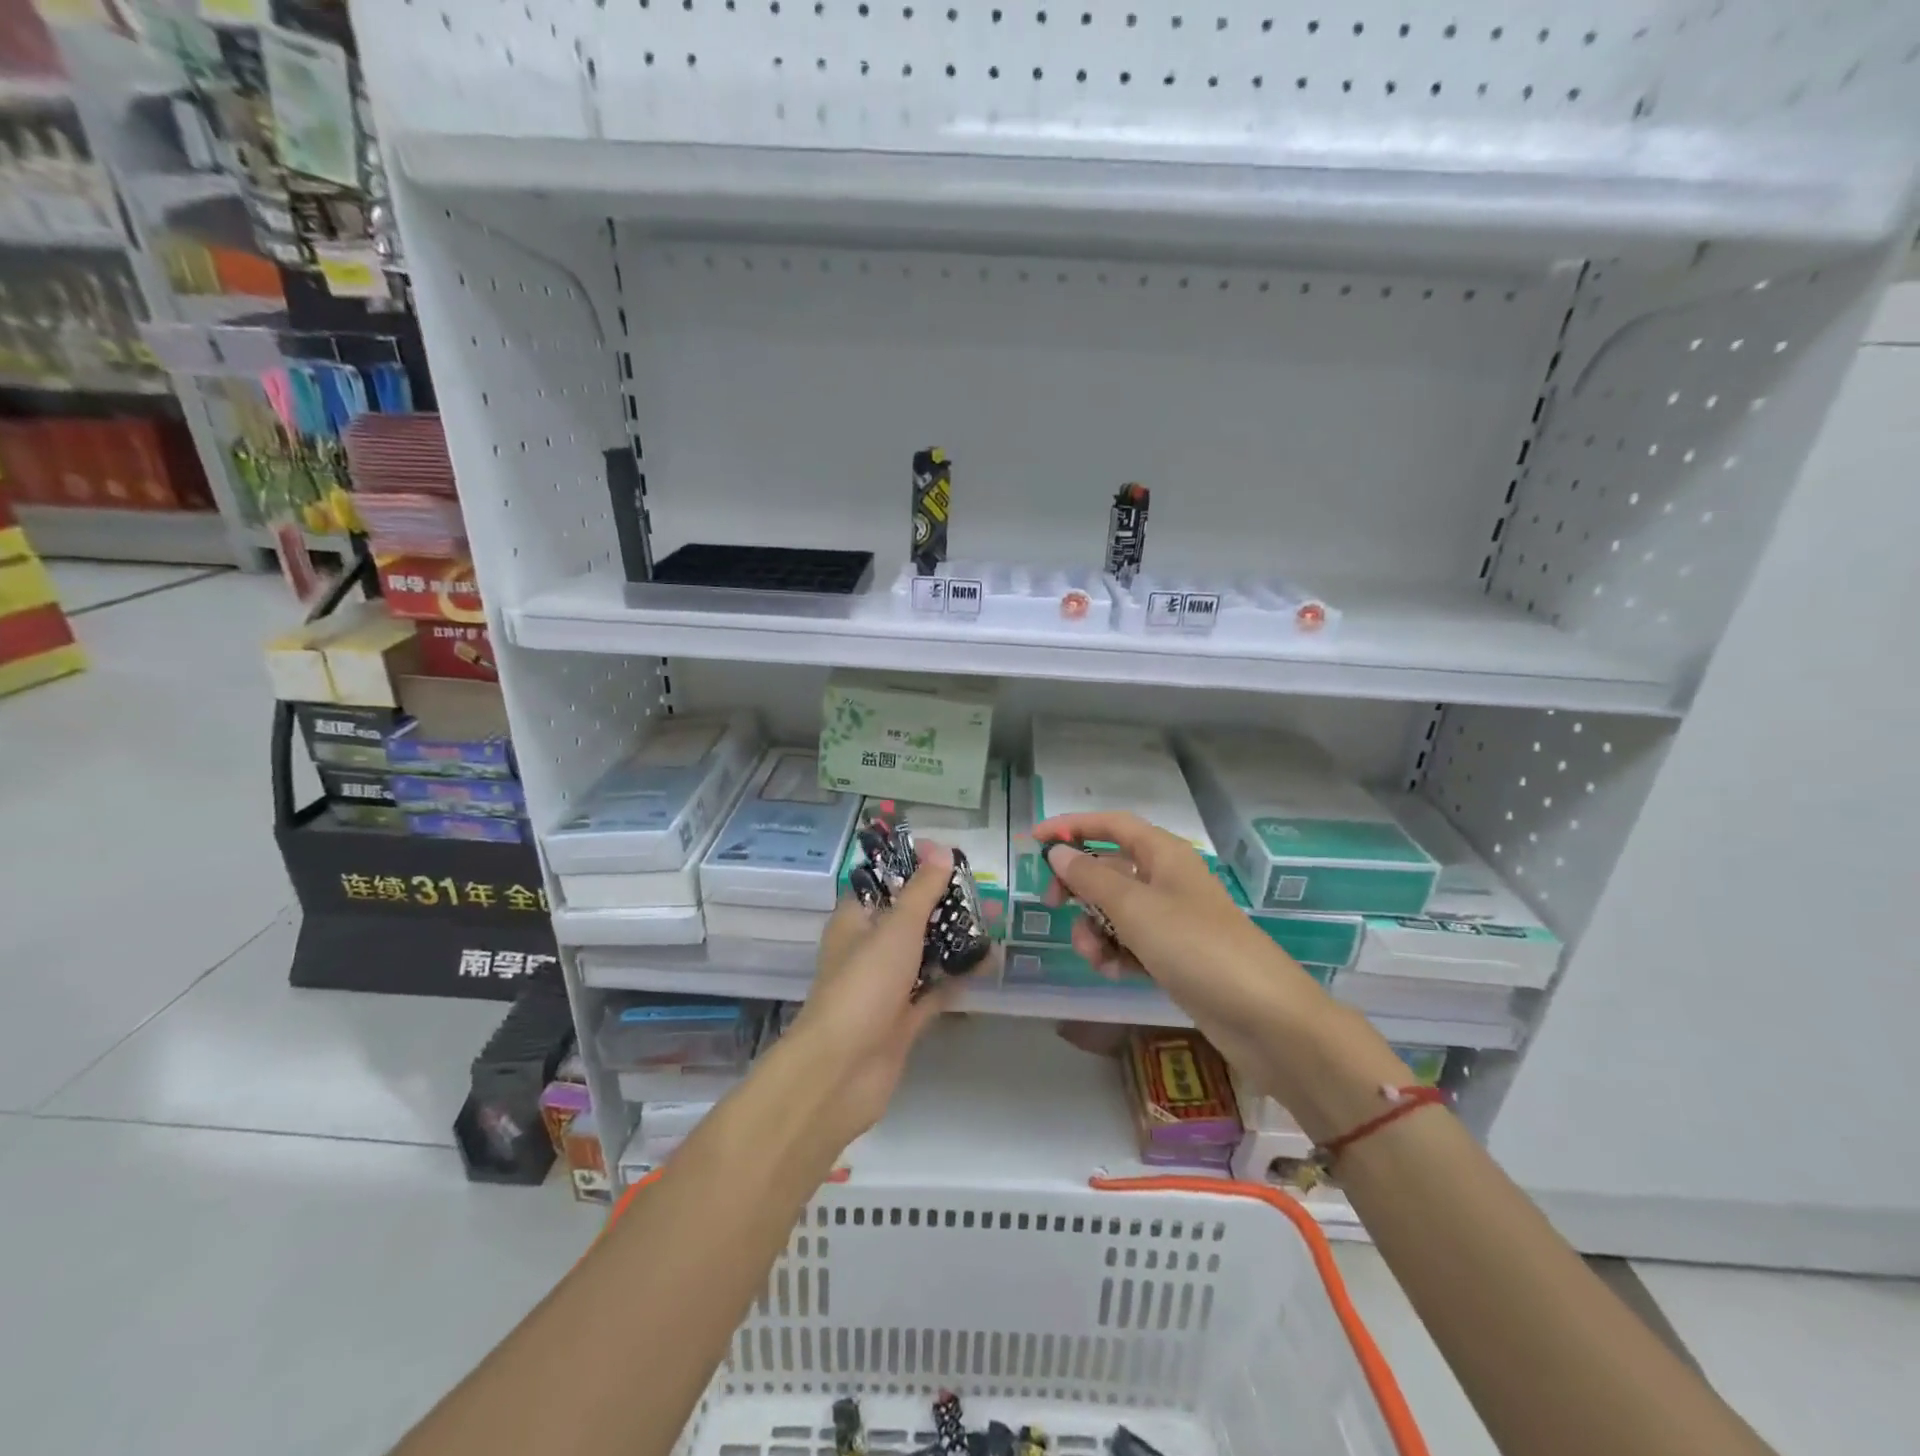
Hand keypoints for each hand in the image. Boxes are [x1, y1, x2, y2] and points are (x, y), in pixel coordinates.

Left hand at [788, 843, 960, 1141]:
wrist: (843, 1071)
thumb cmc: (864, 985)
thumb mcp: (896, 928)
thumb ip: (922, 890)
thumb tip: (941, 848)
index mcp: (855, 921)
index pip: (883, 883)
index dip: (913, 868)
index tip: (950, 858)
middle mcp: (868, 950)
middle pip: (908, 919)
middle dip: (942, 906)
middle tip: (982, 892)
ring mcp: (885, 987)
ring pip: (923, 955)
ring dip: (953, 942)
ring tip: (993, 922)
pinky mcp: (902, 1020)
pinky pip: (934, 991)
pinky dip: (956, 978)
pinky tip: (988, 963)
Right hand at [1035, 811, 1357, 1108]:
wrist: (1265, 1017)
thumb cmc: (1196, 946)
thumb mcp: (1135, 908)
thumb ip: (1091, 877)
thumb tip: (1058, 853)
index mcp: (1163, 854)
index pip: (1111, 825)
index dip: (1072, 826)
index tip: (1034, 841)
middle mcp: (1167, 880)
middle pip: (1109, 868)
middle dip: (1078, 886)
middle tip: (1052, 904)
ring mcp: (1173, 919)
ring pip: (1116, 910)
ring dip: (1095, 929)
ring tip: (1094, 956)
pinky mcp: (1175, 955)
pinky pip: (1131, 943)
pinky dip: (1116, 953)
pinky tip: (1114, 972)